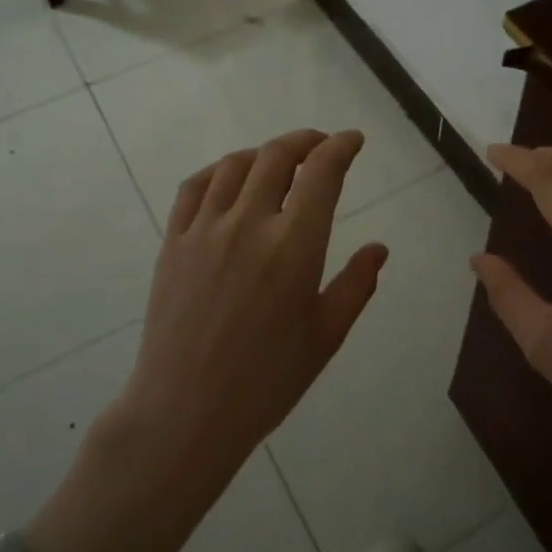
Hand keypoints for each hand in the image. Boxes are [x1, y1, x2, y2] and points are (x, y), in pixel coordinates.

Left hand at [124, 127, 388, 457]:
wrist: (186, 411)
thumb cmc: (267, 380)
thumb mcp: (326, 336)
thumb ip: (356, 284)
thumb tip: (378, 248)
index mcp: (294, 245)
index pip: (322, 172)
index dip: (341, 146)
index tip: (353, 140)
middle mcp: (248, 223)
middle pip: (277, 155)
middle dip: (305, 141)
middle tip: (320, 146)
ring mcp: (205, 229)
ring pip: (235, 165)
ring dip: (264, 153)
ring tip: (279, 162)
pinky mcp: (173, 242)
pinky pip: (194, 187)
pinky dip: (217, 170)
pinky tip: (228, 179)